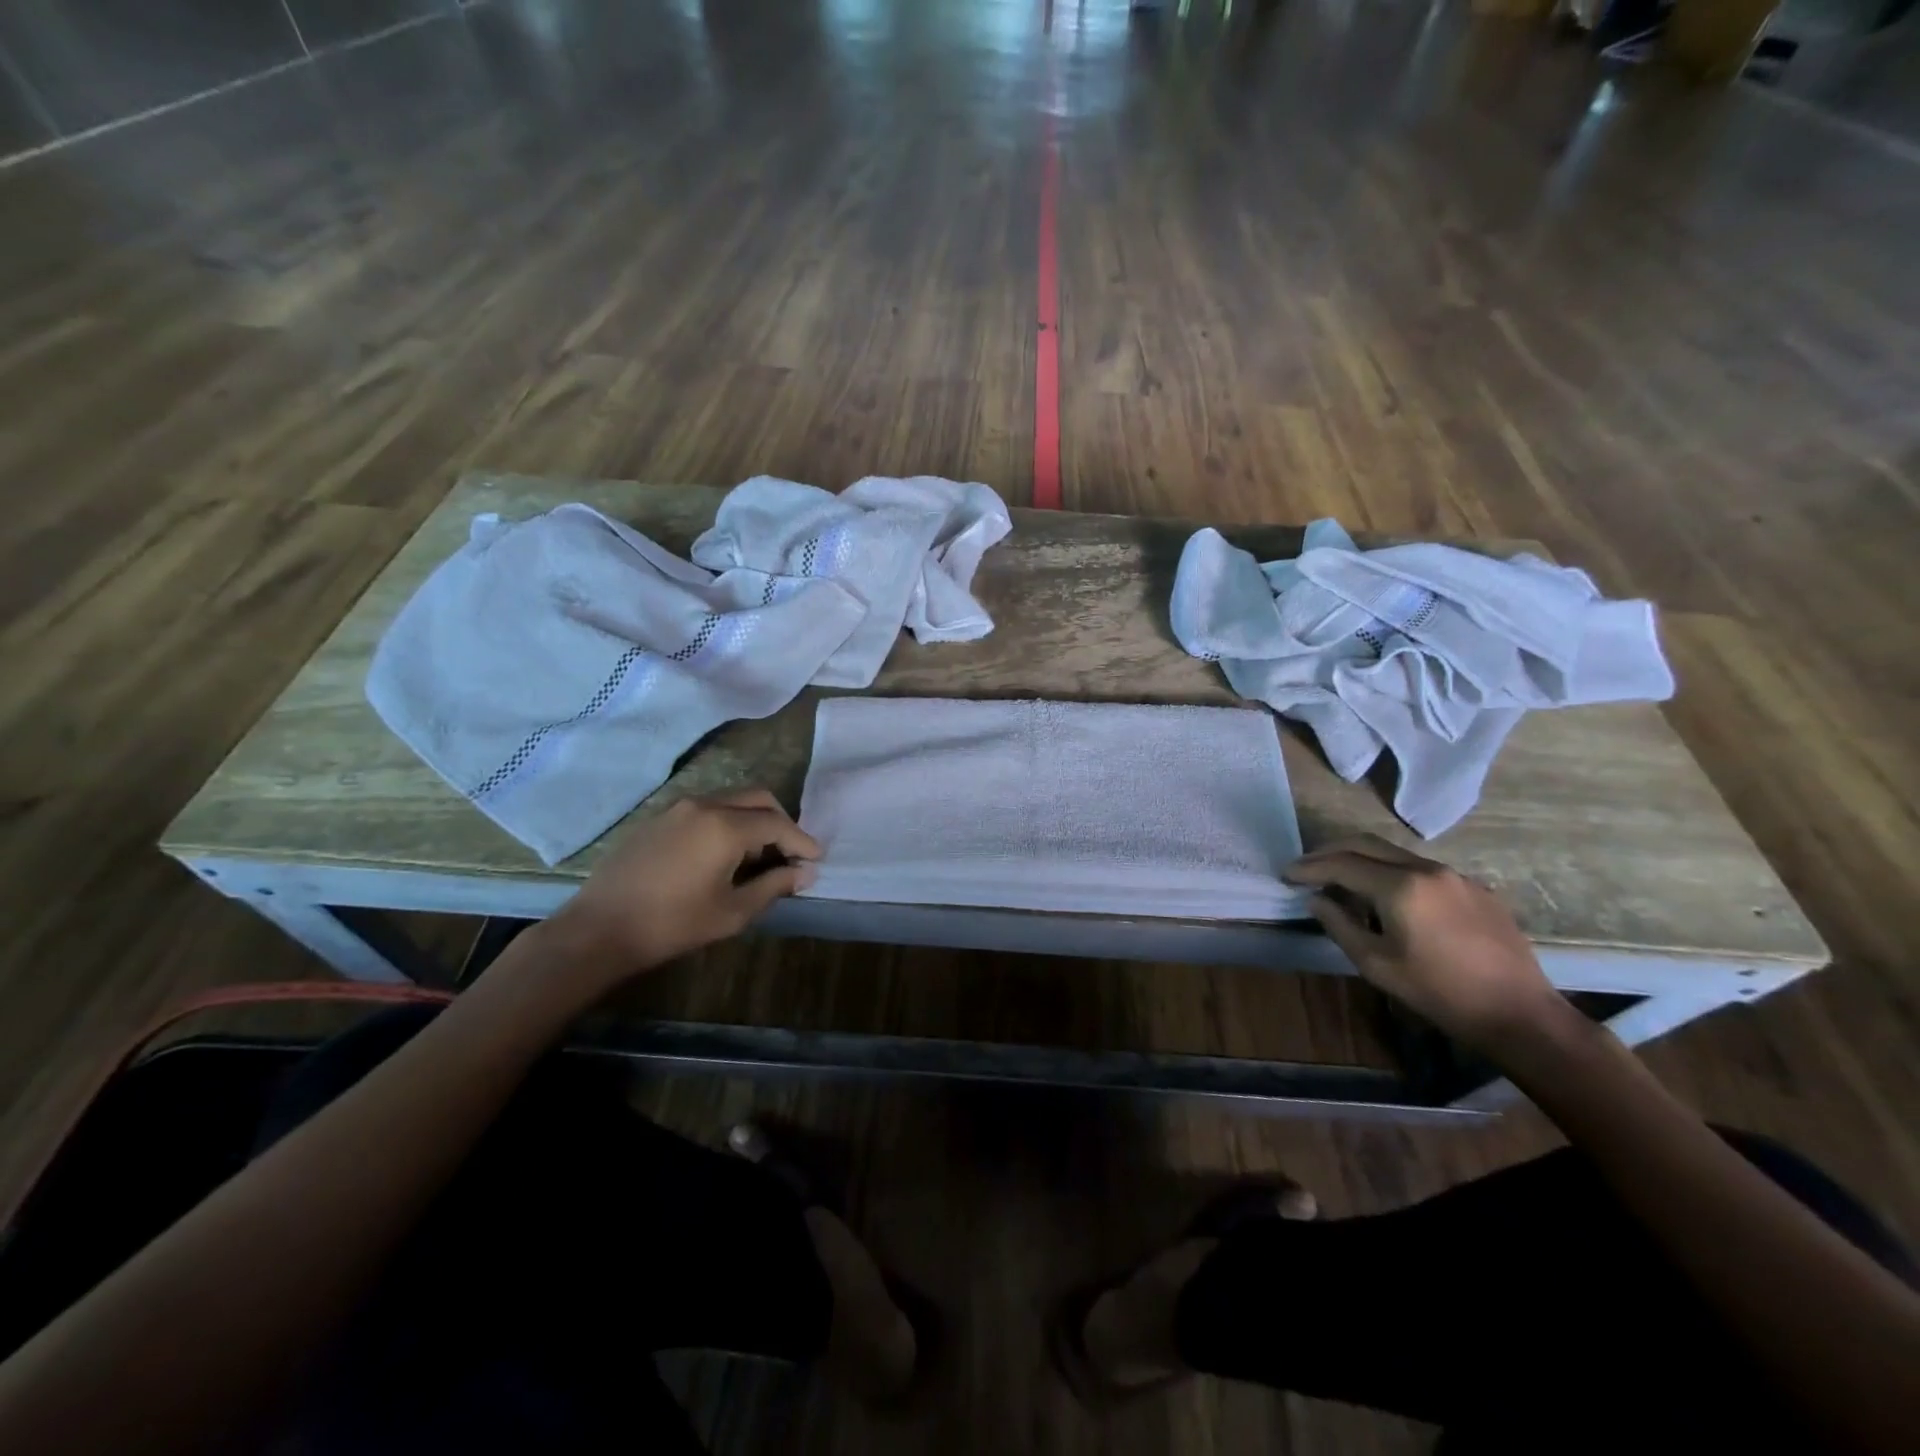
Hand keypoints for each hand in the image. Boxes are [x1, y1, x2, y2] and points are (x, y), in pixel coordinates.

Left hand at [549, 789, 820, 989]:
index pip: (778, 824)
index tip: (816, 859)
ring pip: (731, 801)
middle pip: (758, 799)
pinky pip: (706, 810)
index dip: (802, 841)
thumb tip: (805, 873)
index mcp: (725, 826)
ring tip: (758, 857)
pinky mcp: (659, 818)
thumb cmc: (672, 925)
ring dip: (753, 821)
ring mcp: (677, 808)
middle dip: (781, 822)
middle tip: (791, 853)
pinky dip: (727, 823)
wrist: (599, 929)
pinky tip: (723, 855)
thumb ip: (774, 886)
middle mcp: (705, 805)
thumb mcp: (732, 912)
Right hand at [1285, 835, 1563, 1055]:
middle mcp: (1427, 868)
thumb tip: (1317, 899)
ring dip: (1361, 859)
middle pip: (1366, 843)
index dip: (1309, 867)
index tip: (1286, 874)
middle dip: (1330, 852)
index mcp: (1400, 886)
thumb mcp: (1376, 964)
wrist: (1519, 1014)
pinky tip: (1388, 898)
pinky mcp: (1475, 888)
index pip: (1342, 864)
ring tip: (1341, 880)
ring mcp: (1455, 875)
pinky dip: (1392, 872)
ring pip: (1394, 853)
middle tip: (1306, 867)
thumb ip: (1339, 924)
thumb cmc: (1439, 992)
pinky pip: (1421, 869)